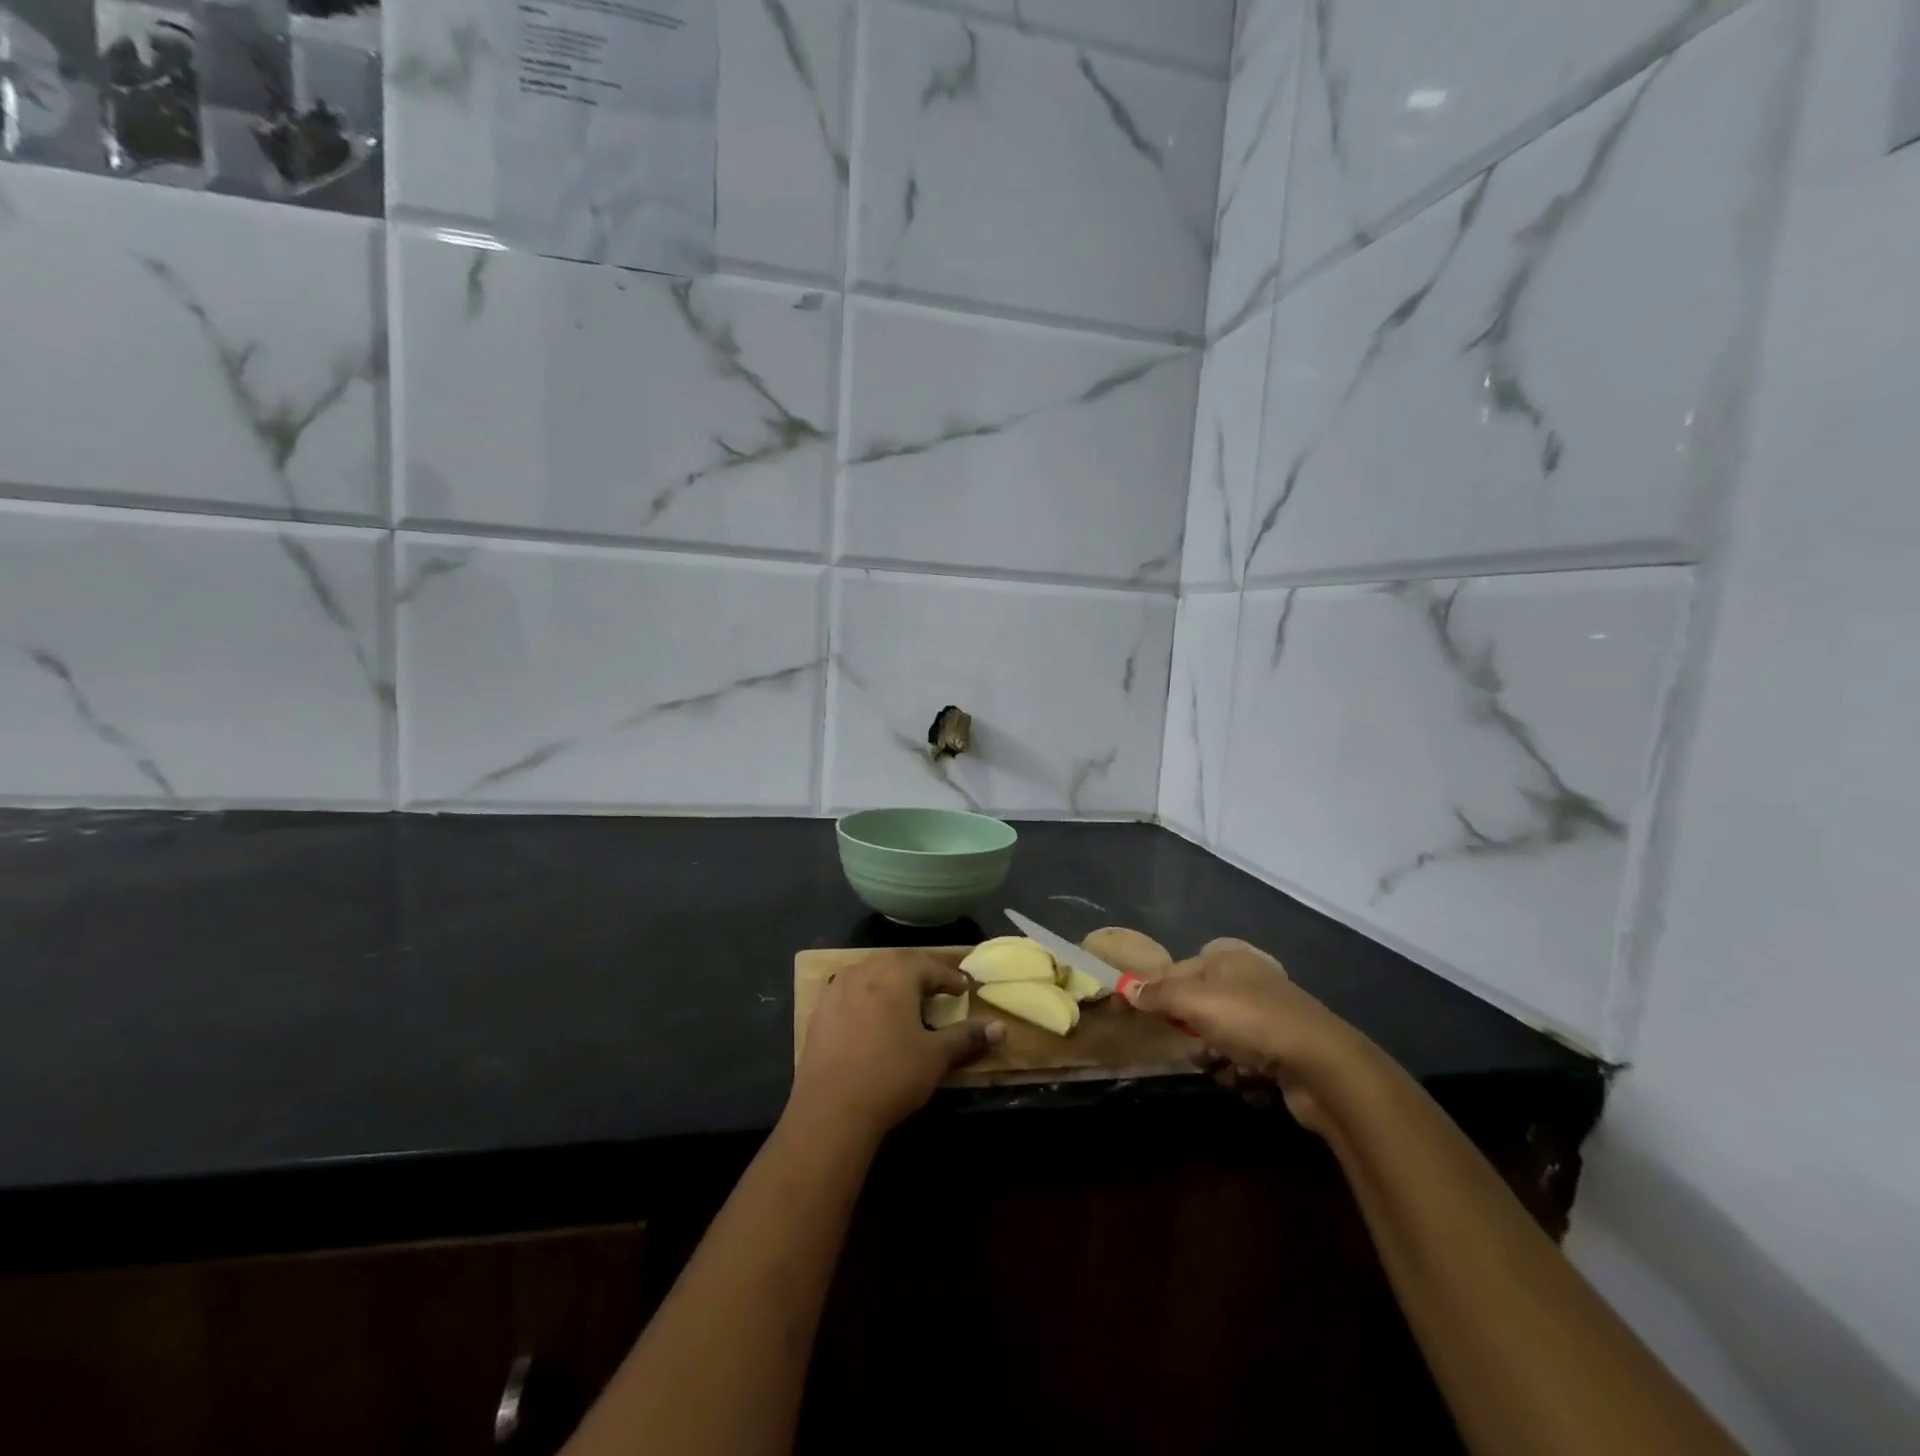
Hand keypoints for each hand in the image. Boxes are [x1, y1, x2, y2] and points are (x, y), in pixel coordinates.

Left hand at [791, 950, 1001, 1138]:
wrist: (830, 1109)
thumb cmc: (891, 1075)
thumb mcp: (936, 1057)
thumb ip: (967, 1037)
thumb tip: (1001, 1028)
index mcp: (897, 974)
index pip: (930, 966)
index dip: (950, 977)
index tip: (964, 989)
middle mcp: (865, 970)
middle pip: (898, 963)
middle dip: (920, 974)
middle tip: (936, 990)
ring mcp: (837, 988)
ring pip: (871, 972)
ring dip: (890, 981)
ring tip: (904, 1000)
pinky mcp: (819, 1010)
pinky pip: (849, 990)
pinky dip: (865, 995)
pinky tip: (870, 1015)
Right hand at [1131, 939, 1366, 1132]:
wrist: (1324, 1068)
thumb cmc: (1254, 1022)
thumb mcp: (1197, 1002)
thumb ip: (1160, 995)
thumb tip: (1128, 988)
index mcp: (1229, 960)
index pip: (1177, 971)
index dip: (1152, 991)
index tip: (1128, 1012)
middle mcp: (1249, 984)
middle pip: (1199, 1010)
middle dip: (1194, 1036)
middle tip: (1199, 1049)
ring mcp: (1270, 1020)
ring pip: (1220, 1043)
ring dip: (1218, 1062)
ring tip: (1231, 1070)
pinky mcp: (1284, 1056)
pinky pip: (1245, 1066)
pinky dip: (1244, 1077)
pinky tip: (1254, 1083)